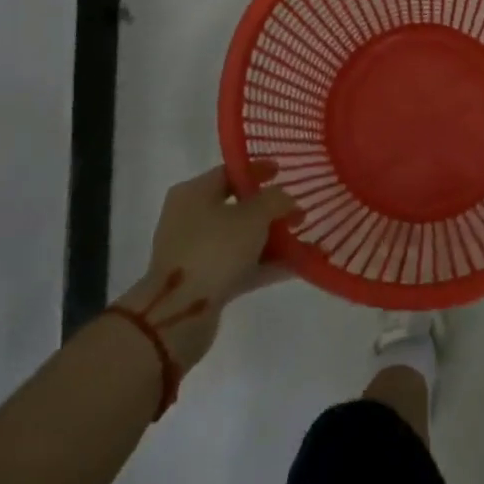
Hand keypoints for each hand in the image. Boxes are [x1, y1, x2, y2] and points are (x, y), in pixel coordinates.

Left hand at [115, 161, 295, 372]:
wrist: (179, 313)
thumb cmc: (214, 249)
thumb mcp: (254, 215)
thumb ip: (276, 200)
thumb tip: (287, 201)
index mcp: (193, 192)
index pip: (230, 172)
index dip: (259, 170)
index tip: (284, 172)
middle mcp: (189, 218)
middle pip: (237, 206)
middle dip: (270, 210)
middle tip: (298, 212)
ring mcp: (194, 252)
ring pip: (240, 238)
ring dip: (270, 240)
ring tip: (303, 241)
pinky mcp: (202, 282)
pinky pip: (239, 265)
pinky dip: (264, 264)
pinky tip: (295, 267)